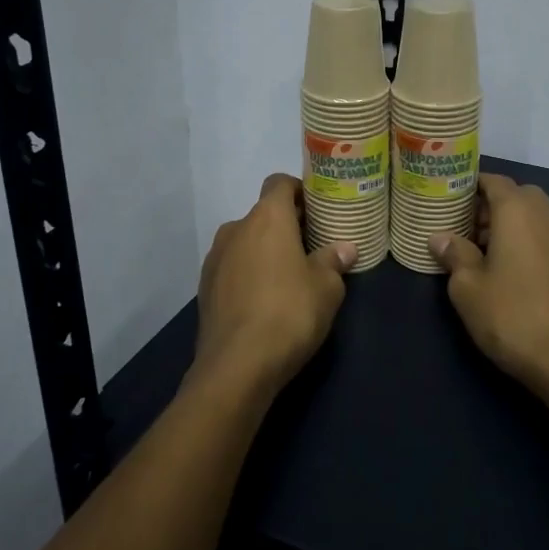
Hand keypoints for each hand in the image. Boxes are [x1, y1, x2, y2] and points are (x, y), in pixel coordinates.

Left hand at [192, 173, 356, 404]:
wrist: (236, 366)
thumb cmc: (289, 313)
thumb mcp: (326, 288)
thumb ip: (333, 261)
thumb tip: (344, 249)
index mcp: (267, 218)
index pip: (279, 183)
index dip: (300, 191)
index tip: (318, 210)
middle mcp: (236, 228)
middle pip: (263, 214)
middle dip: (287, 226)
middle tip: (313, 247)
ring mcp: (215, 258)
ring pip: (246, 242)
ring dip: (266, 251)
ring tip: (290, 277)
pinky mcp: (205, 288)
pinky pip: (233, 268)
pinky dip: (249, 274)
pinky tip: (265, 301)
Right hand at [429, 173, 548, 398]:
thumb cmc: (511, 314)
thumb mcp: (468, 287)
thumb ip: (454, 255)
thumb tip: (440, 238)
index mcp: (517, 210)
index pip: (493, 180)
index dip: (469, 185)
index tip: (448, 197)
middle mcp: (545, 214)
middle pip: (515, 195)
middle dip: (489, 205)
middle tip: (463, 226)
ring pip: (532, 216)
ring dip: (508, 223)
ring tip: (480, 249)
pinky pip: (544, 235)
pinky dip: (525, 239)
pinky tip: (507, 267)